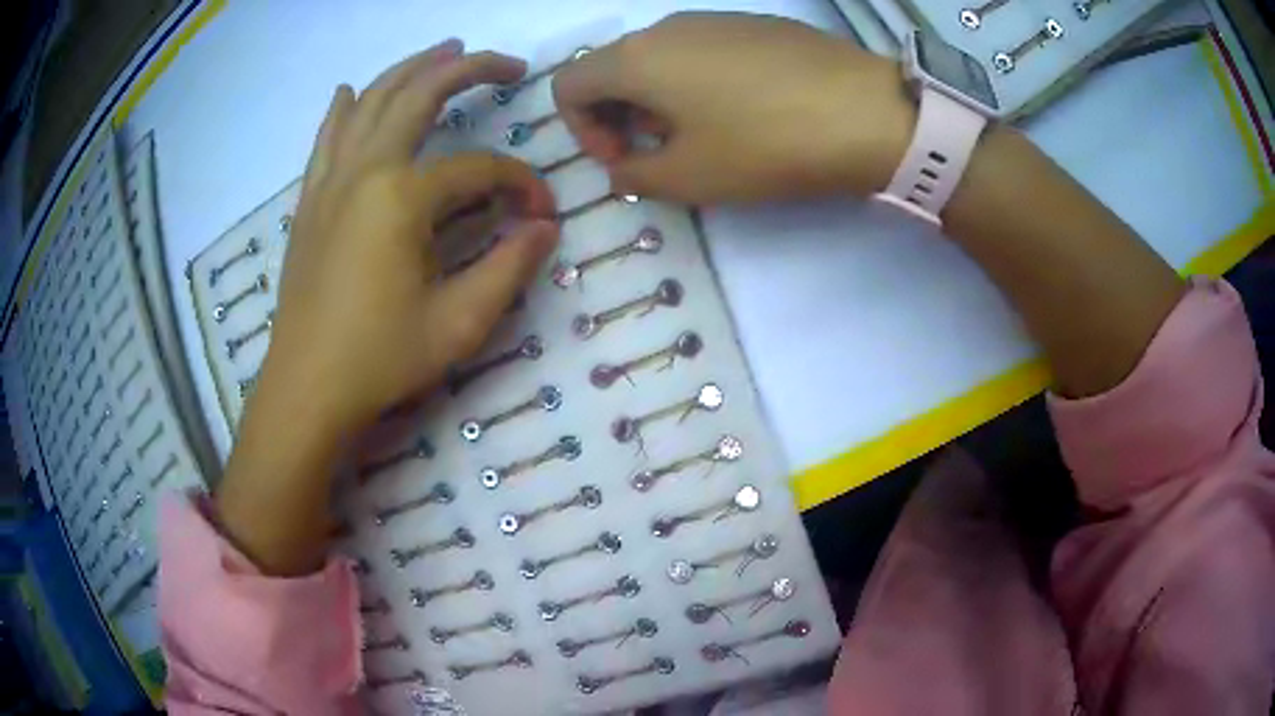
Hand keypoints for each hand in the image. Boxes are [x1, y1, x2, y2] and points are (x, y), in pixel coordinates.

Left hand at [217, 40, 557, 574]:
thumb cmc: (380, 360)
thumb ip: (509, 267)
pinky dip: (344, 108)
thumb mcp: (460, 324)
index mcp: (402, 196)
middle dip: (469, 69)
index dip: (520, 186)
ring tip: (444, 49)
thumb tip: (543, 227)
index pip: (479, 170)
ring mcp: (331, 181)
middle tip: (508, 63)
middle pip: (420, 95)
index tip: (541, 216)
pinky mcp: (310, 202)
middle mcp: (365, 170)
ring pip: (372, 102)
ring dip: (410, 69)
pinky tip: (350, 90)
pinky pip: (328, 138)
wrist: (305, 389)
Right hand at [552, 12, 914, 203]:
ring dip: (659, 100)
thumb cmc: (767, 145)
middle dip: (620, 116)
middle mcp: (667, 27)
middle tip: (660, 154)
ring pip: (659, 58)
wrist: (869, 112)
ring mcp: (714, 19)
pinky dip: (697, 81)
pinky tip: (743, 110)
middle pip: (613, 68)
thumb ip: (635, 176)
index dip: (580, 129)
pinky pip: (702, 49)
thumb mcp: (690, 178)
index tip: (623, 160)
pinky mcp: (755, 24)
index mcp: (637, 58)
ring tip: (705, 136)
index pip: (568, 85)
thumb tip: (623, 167)